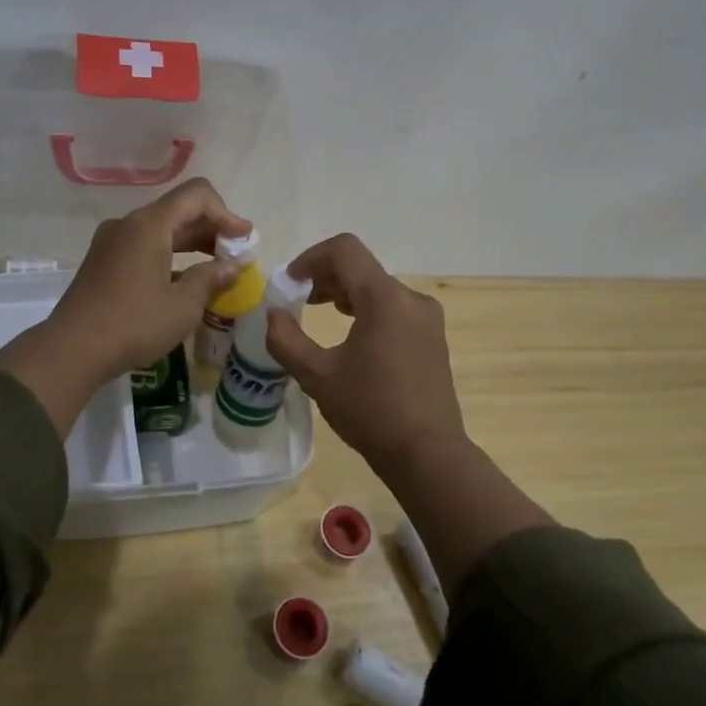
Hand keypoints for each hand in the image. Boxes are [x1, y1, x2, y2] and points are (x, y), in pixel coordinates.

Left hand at [50, 178, 250, 379]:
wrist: (72, 350)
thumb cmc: (134, 324)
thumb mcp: (183, 306)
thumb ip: (211, 278)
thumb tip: (231, 267)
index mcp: (149, 224)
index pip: (197, 195)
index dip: (226, 213)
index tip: (244, 240)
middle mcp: (129, 224)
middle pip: (179, 210)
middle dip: (212, 229)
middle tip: (237, 255)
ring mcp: (112, 242)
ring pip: (161, 229)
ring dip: (192, 243)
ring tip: (216, 269)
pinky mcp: (103, 261)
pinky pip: (144, 246)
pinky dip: (170, 256)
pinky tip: (184, 282)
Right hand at [265, 233, 468, 473]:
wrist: (427, 455)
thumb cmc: (370, 411)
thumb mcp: (317, 376)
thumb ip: (286, 339)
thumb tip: (272, 314)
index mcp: (384, 298)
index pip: (345, 250)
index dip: (311, 257)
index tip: (290, 282)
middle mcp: (411, 298)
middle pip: (362, 268)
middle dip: (325, 276)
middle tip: (297, 299)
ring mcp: (427, 318)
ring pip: (378, 287)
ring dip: (345, 292)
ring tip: (318, 311)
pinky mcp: (433, 337)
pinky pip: (395, 307)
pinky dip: (367, 308)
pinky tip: (351, 333)